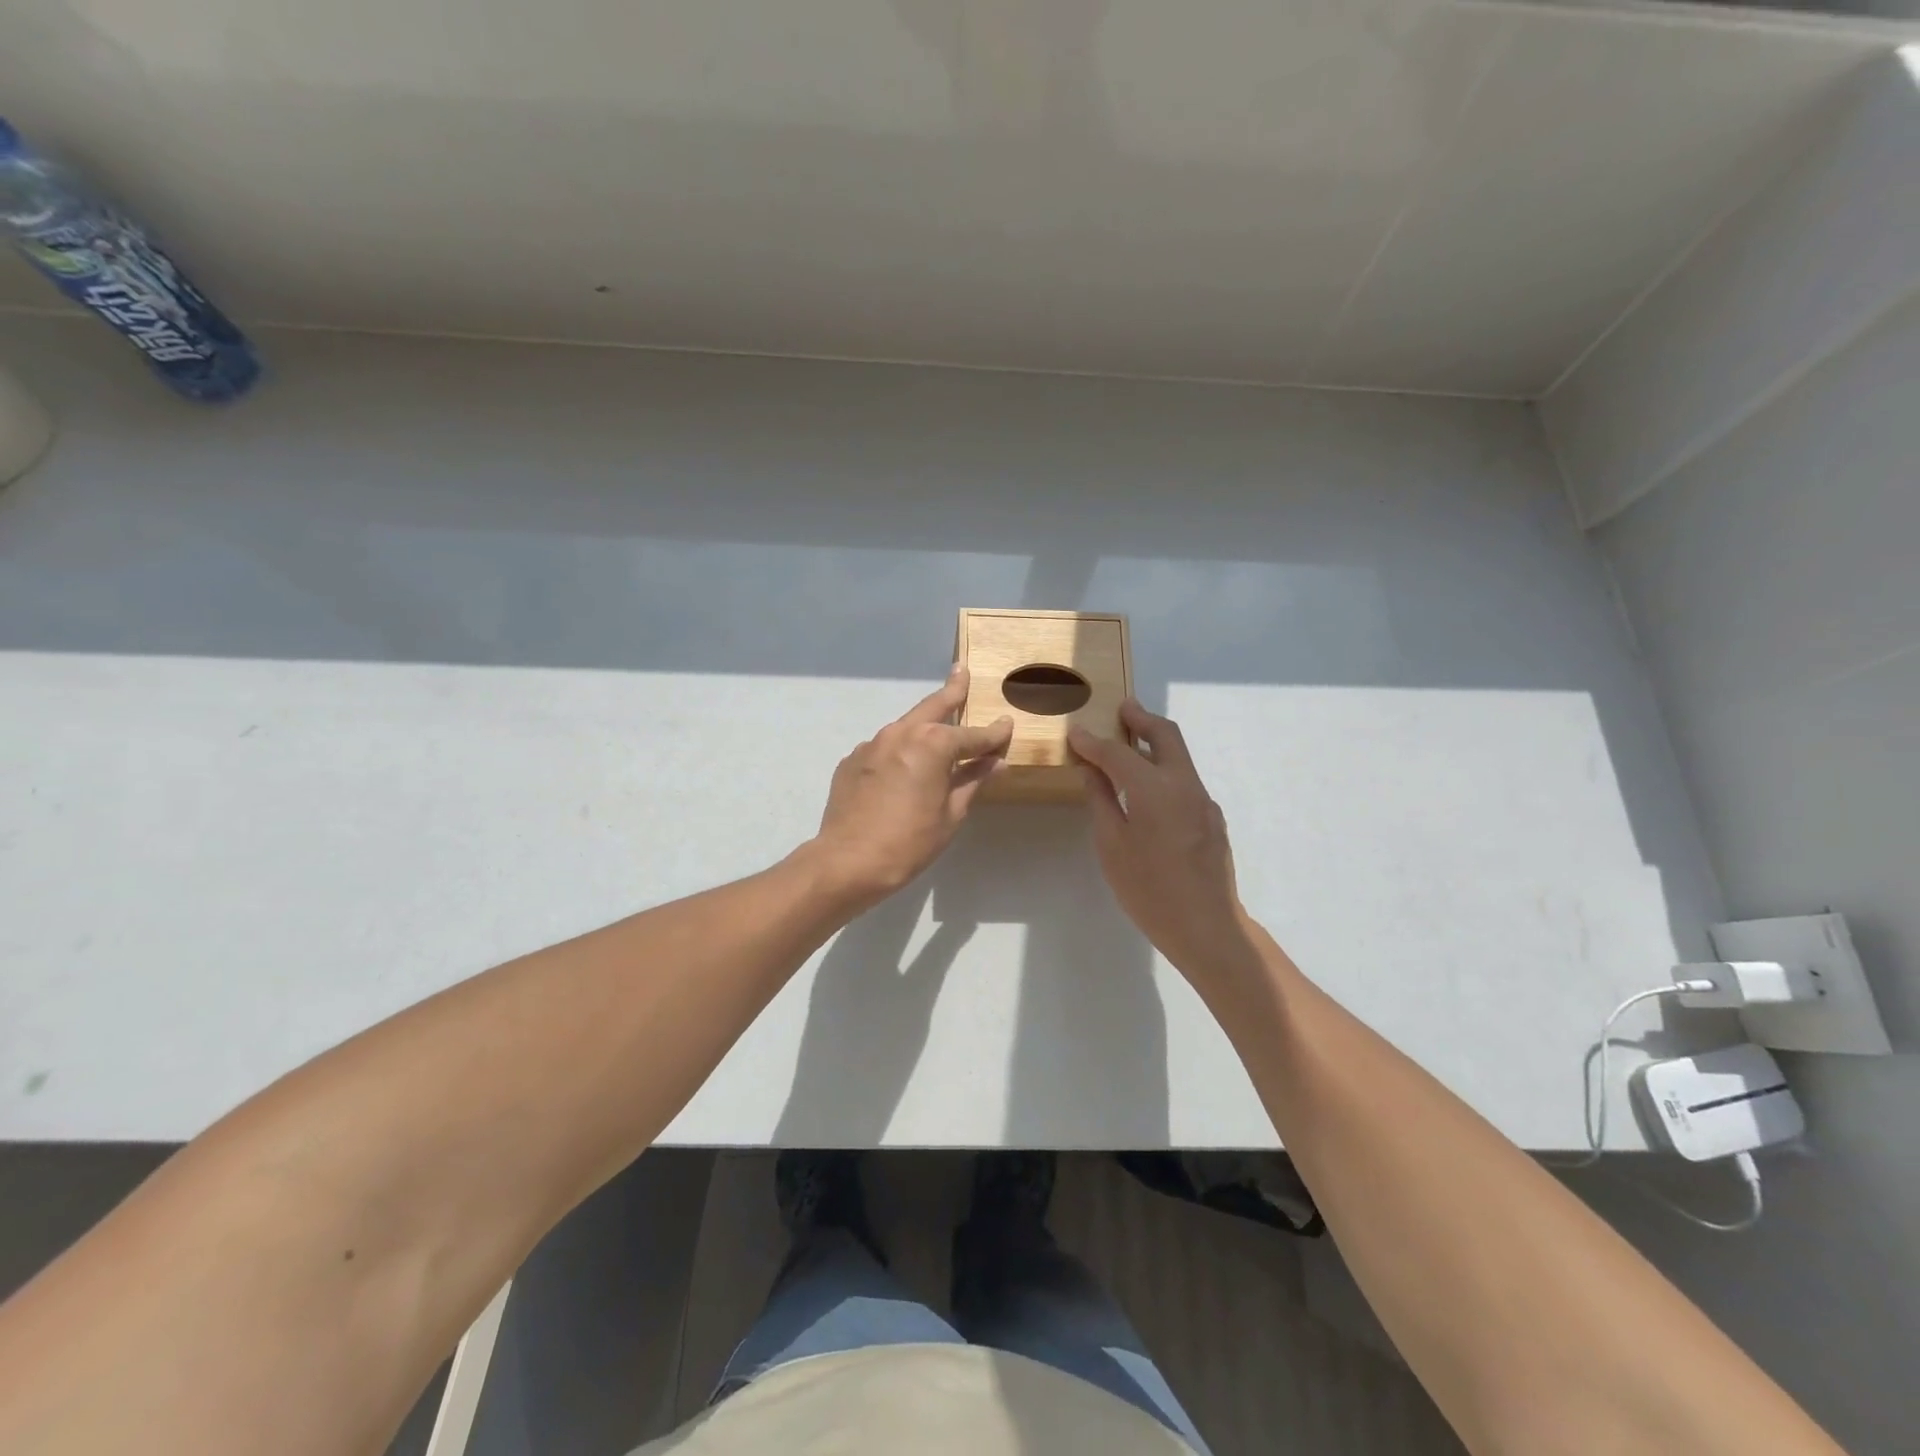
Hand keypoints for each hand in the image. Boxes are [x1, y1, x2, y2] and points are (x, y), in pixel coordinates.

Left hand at [806, 666, 1012, 909]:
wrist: (848, 861)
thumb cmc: (909, 842)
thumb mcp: (951, 814)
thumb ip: (973, 781)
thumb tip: (996, 763)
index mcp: (932, 744)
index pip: (972, 735)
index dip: (993, 734)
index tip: (1007, 725)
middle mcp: (901, 733)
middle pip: (933, 707)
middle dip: (952, 691)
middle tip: (960, 672)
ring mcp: (872, 744)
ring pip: (906, 726)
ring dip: (923, 724)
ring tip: (936, 725)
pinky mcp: (852, 760)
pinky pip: (884, 748)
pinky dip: (899, 751)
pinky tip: (902, 768)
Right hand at [1069, 701, 1254, 987]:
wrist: (1207, 926)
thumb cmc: (1149, 889)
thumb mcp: (1112, 846)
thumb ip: (1102, 801)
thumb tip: (1092, 770)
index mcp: (1154, 788)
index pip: (1118, 752)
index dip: (1094, 741)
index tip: (1076, 733)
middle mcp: (1184, 784)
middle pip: (1165, 735)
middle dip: (1141, 718)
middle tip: (1121, 709)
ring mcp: (1203, 800)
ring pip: (1179, 756)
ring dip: (1155, 742)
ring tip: (1130, 743)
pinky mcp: (1212, 818)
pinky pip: (1185, 780)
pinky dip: (1164, 770)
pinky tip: (1148, 790)